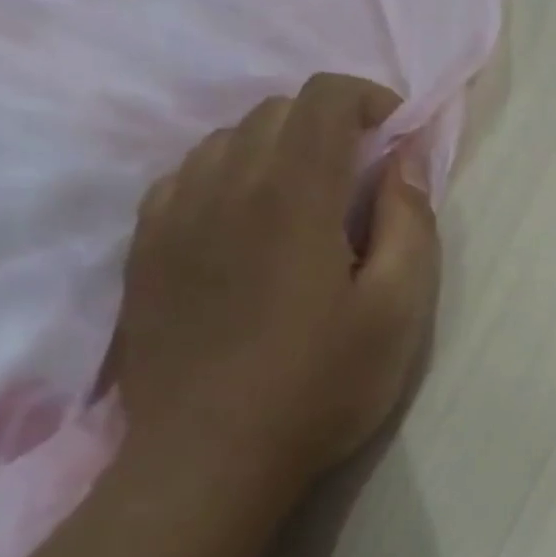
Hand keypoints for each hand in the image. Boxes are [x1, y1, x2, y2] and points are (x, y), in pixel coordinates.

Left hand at [116, 73, 439, 495]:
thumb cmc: (322, 385)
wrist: (211, 457)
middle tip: (365, 176)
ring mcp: (173, 215)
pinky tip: (250, 222)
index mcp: (292, 196)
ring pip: (227, 139)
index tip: (397, 135)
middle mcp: (224, 186)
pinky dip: (230, 175)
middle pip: (275, 112)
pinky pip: (187, 177)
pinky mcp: (146, 248)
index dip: (367, 98)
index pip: (322, 100)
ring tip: (311, 199)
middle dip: (330, 123)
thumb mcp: (399, 311)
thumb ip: (409, 225)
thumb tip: (406, 161)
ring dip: (280, 148)